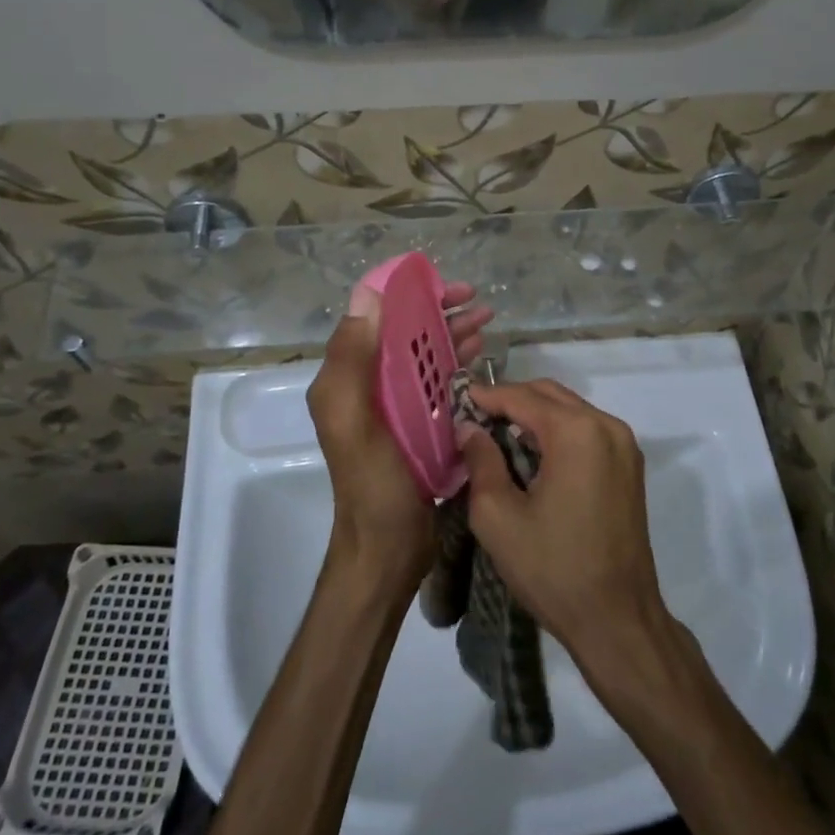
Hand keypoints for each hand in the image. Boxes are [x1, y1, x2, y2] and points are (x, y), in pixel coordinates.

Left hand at [307, 283, 492, 593]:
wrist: (387, 548)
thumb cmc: (372, 482)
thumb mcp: (353, 418)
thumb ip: (352, 358)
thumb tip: (368, 295)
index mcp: (347, 376)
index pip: (373, 316)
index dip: (406, 292)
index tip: (444, 286)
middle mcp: (367, 384)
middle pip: (403, 331)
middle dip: (438, 310)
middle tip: (478, 300)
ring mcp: (394, 405)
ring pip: (423, 354)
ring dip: (452, 333)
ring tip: (488, 321)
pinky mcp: (417, 424)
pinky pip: (436, 382)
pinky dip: (456, 363)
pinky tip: (480, 356)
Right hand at [456, 379, 667, 662]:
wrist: (618, 619)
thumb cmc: (553, 568)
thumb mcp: (498, 516)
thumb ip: (481, 461)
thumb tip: (470, 428)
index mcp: (577, 432)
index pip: (522, 397)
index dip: (486, 396)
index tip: (456, 402)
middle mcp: (607, 426)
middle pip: (550, 395)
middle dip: (511, 401)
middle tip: (474, 418)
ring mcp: (624, 445)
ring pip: (570, 410)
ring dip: (534, 415)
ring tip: (497, 435)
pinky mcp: (630, 466)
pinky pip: (587, 431)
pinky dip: (558, 432)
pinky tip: (532, 455)